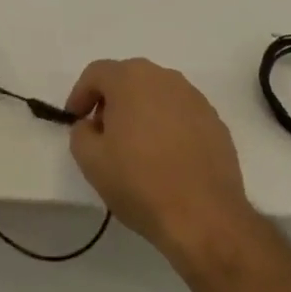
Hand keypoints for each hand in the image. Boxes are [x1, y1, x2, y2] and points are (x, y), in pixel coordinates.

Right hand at [64, 58, 251, 259]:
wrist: (205, 218)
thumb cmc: (140, 182)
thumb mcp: (90, 160)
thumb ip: (80, 132)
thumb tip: (92, 126)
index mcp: (131, 79)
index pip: (96, 73)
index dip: (80, 94)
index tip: (75, 120)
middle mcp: (165, 78)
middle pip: (128, 79)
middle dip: (111, 101)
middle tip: (103, 133)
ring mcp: (195, 99)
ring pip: (157, 96)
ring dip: (141, 113)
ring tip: (136, 148)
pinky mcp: (216, 123)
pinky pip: (181, 115)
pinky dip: (168, 127)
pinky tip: (166, 159)